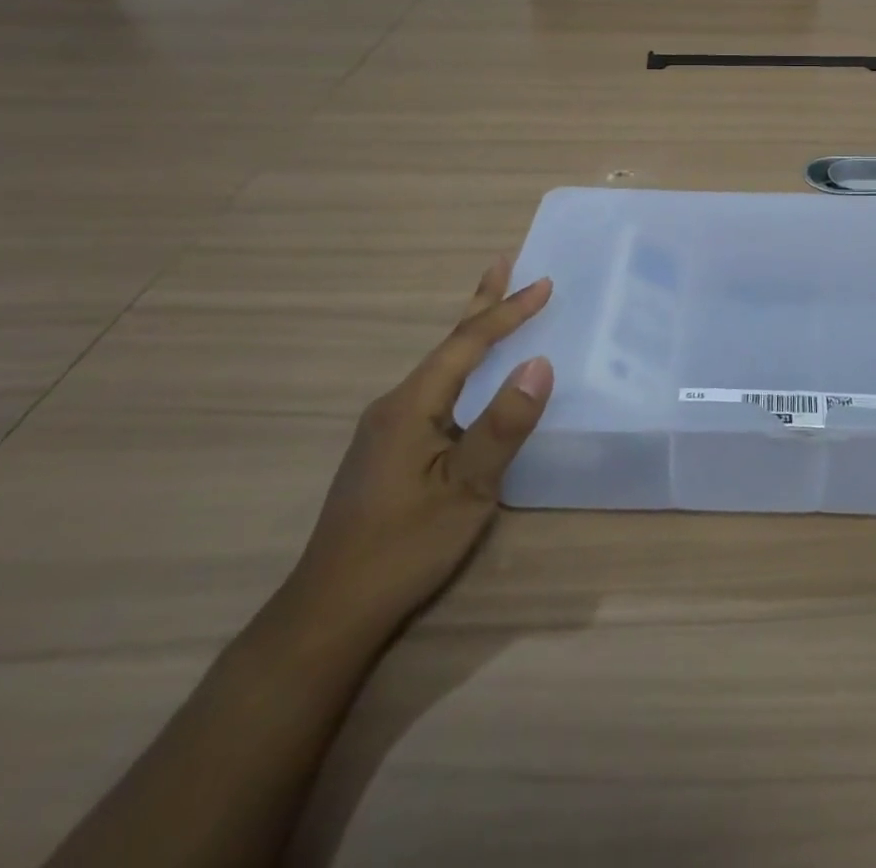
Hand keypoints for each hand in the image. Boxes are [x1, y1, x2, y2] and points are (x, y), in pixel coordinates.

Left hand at [282, 260, 554, 645]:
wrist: (330, 611)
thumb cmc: (403, 546)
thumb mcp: (466, 489)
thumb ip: (502, 425)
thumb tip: (539, 364)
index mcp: (411, 404)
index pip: (467, 344)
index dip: (507, 312)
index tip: (544, 284)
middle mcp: (394, 405)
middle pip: (447, 345)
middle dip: (480, 303)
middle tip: (504, 263)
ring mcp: (387, 429)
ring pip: (440, 369)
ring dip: (471, 336)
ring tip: (494, 309)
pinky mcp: (388, 451)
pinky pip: (435, 392)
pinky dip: (461, 369)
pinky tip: (469, 382)